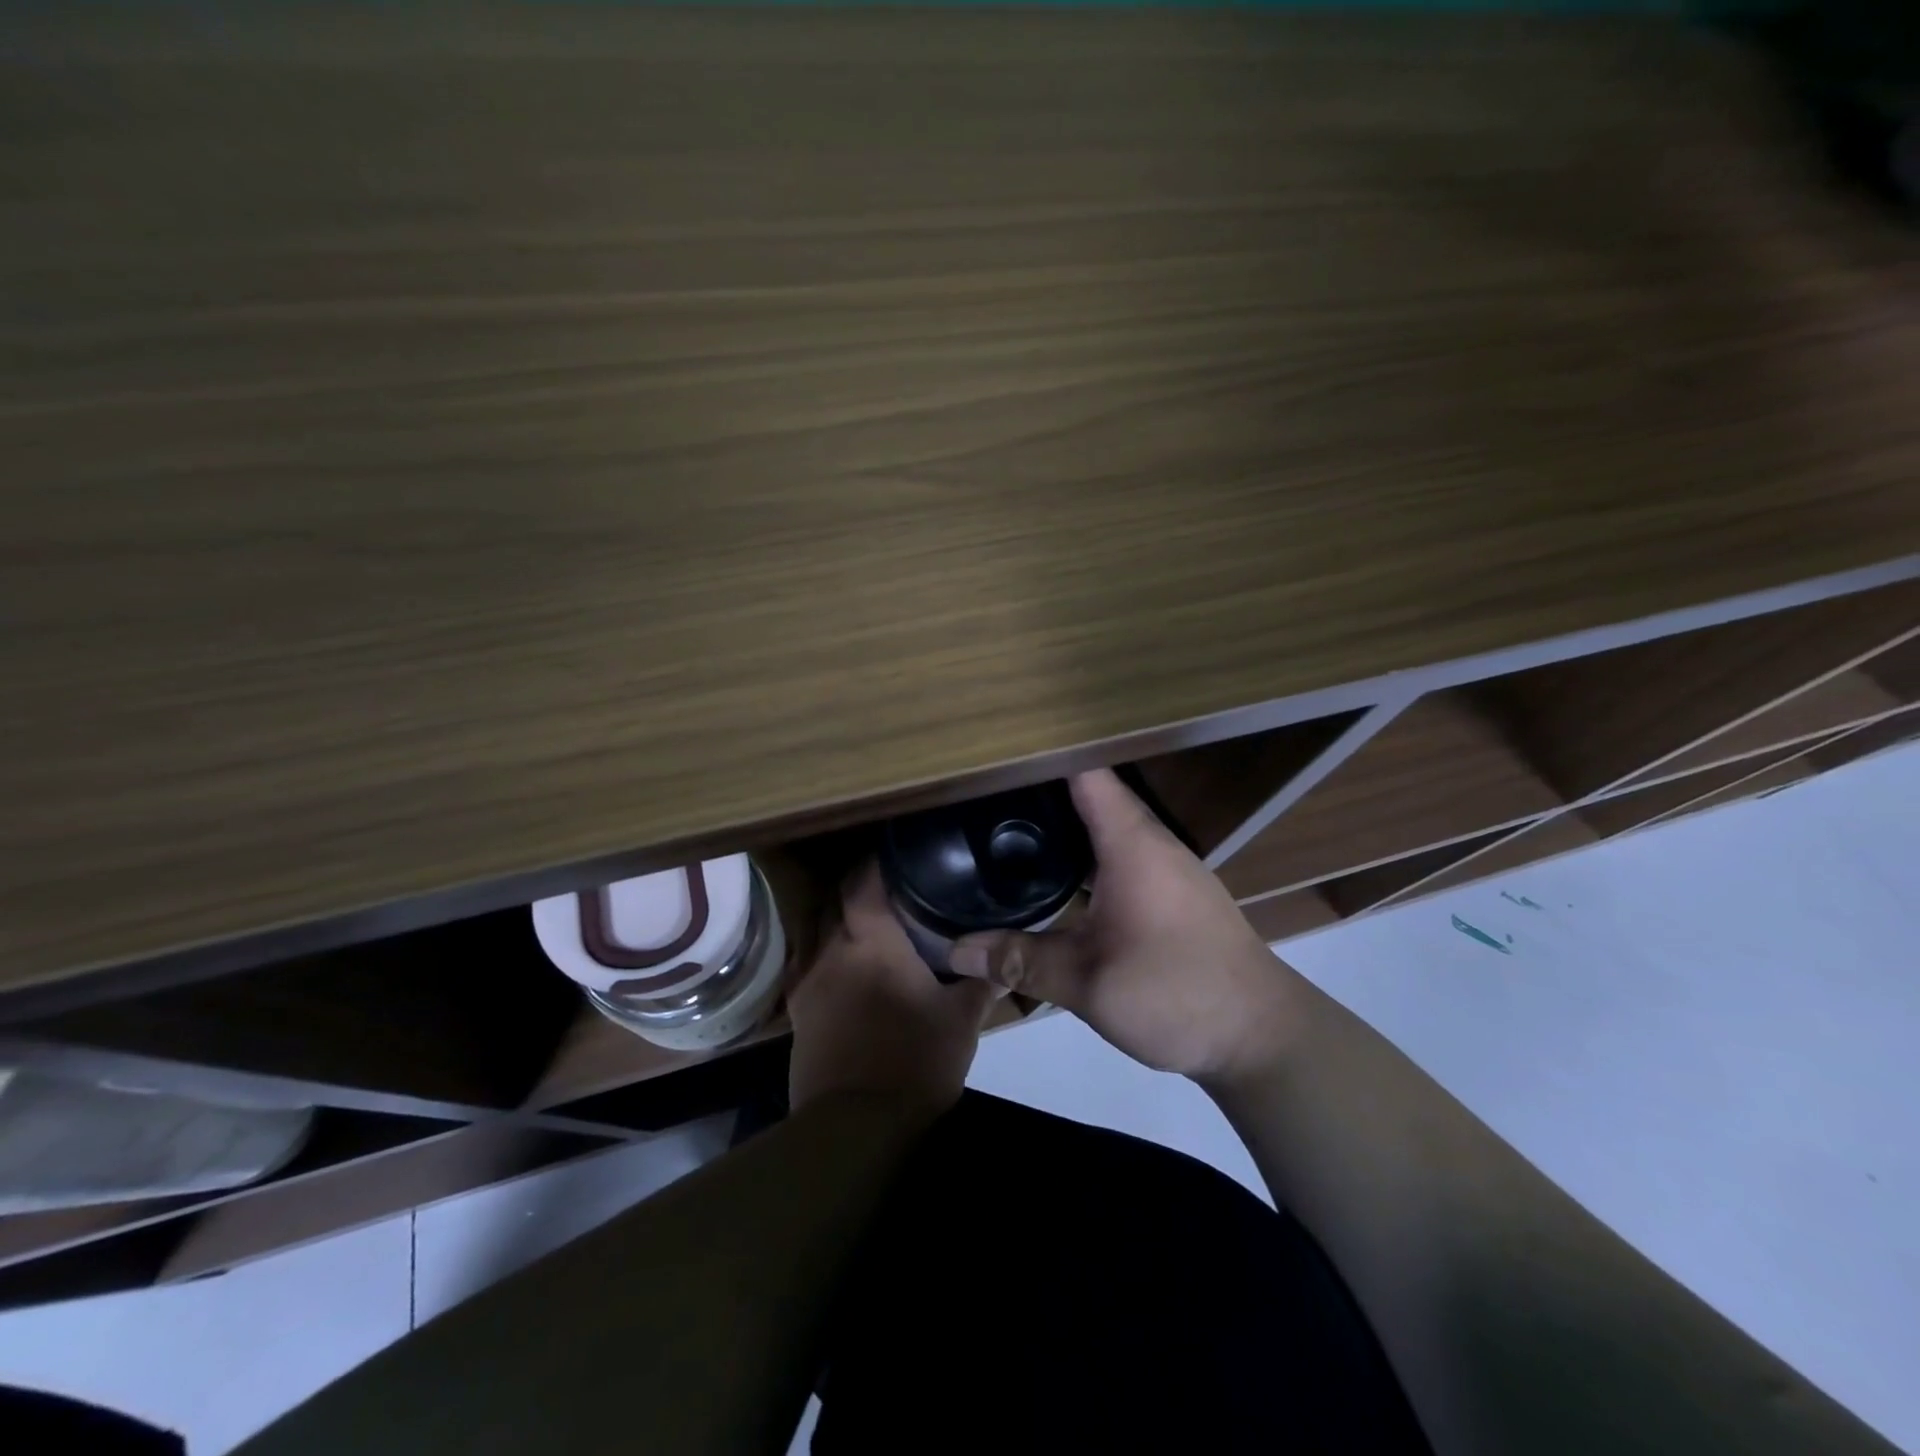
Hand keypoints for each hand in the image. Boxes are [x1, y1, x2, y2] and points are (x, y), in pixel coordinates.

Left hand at [788, 863, 999, 1115]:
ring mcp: (807, 979)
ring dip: (835, 914)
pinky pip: (803, 960)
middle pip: (834, 898)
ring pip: (814, 926)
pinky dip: (820, 949)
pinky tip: (839, 960)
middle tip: (887, 885)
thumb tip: (1006, 960)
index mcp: (872, 942)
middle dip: (856, 885)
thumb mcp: (961, 1022)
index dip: (877, 862)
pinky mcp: (796, 1010)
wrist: (855, 1127)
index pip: (864, 882)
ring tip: (862, 917)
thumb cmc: (914, 1063)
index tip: (897, 854)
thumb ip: (982, 982)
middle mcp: (832, 949)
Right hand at [948, 768, 1296, 1082]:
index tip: (996, 755)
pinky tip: (1055, 878)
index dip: (1043, 758)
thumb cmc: (1176, 992)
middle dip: (1041, 793)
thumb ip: (1020, 960)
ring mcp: (1165, 868)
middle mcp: (1150, 843)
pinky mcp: (1170, 894)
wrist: (1260, 1035)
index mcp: (1131, 843)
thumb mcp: (1088, 982)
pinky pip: (1118, 855)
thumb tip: (955, 950)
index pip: (1085, 773)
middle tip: (983, 796)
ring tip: (1008, 829)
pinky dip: (1084, 855)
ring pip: (1106, 828)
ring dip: (1064, 826)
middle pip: (1092, 796)